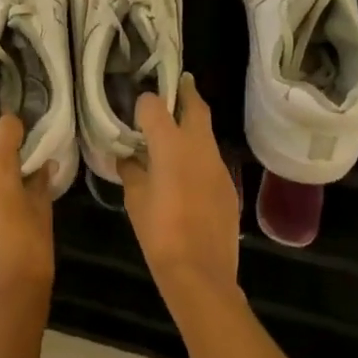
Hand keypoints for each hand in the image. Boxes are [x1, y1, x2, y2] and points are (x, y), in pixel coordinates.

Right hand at [122, 75, 241, 310]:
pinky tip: (187, 174)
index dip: (145, 103)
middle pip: (195, 106)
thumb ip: (131, 171)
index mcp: (170, 144)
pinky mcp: (228, 186)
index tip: (137, 109)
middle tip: (176, 84)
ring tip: (176, 133)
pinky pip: (212, 160)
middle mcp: (198, 146)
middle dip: (185, 92)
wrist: (201, 273)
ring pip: (206, 133)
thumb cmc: (159, 232)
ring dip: (193, 126)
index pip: (155, 105)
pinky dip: (199, 156)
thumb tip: (128, 158)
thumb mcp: (134, 199)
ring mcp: (218, 165)